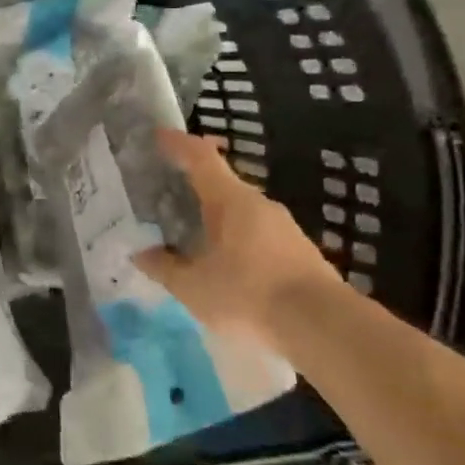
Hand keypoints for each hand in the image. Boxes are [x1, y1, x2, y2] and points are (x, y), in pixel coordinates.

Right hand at [135, 129, 337, 350]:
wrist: (324, 328)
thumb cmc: (248, 294)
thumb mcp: (192, 286)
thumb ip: (164, 267)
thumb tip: (141, 253)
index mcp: (230, 200)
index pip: (200, 157)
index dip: (177, 144)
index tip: (157, 136)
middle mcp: (259, 204)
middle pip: (220, 183)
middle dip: (192, 186)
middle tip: (164, 195)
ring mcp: (284, 228)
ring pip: (239, 211)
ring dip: (214, 216)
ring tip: (189, 233)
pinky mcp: (299, 253)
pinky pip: (256, 234)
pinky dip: (234, 238)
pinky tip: (222, 263)